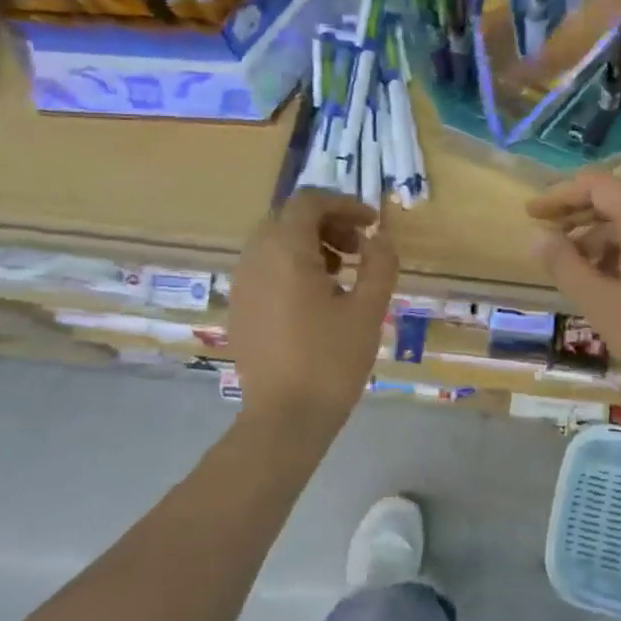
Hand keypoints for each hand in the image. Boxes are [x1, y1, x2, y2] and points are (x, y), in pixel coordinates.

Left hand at [229, 190, 397, 428]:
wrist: (284, 418)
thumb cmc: (331, 361)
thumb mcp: (368, 310)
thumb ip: (380, 264)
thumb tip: (380, 238)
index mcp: (285, 252)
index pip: (309, 202)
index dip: (344, 204)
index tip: (372, 225)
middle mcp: (255, 259)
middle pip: (289, 218)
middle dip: (328, 223)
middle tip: (359, 250)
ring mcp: (242, 284)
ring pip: (274, 242)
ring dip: (310, 244)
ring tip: (341, 275)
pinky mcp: (240, 308)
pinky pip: (264, 268)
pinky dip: (292, 266)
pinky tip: (316, 299)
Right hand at [528, 172, 620, 412]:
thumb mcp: (599, 302)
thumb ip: (564, 264)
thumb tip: (538, 237)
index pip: (598, 186)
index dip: (561, 195)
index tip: (532, 214)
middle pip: (614, 204)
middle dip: (575, 219)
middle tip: (543, 242)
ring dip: (596, 242)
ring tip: (568, 271)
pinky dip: (618, 256)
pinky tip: (600, 284)